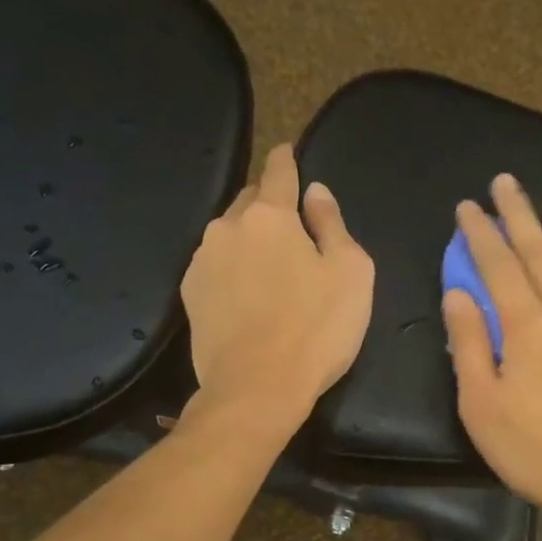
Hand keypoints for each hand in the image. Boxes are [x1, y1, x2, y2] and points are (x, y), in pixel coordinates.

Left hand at [181, 144, 374, 432]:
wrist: (256, 388)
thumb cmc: (316, 329)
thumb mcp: (351, 273)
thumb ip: (333, 225)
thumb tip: (316, 192)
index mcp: (271, 215)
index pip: (279, 171)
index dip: (287, 159)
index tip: (289, 152)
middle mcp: (228, 227)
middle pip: (250, 199)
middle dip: (269, 203)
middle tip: (291, 224)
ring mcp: (203, 261)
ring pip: (229, 234)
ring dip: (249, 238)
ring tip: (269, 265)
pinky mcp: (190, 294)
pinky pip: (215, 265)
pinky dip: (232, 268)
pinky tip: (247, 293)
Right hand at [443, 175, 541, 530]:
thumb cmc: (535, 452)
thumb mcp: (482, 406)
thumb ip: (469, 345)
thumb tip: (458, 293)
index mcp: (527, 328)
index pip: (498, 266)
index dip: (480, 233)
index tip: (468, 206)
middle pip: (540, 254)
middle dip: (520, 215)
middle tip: (508, 182)